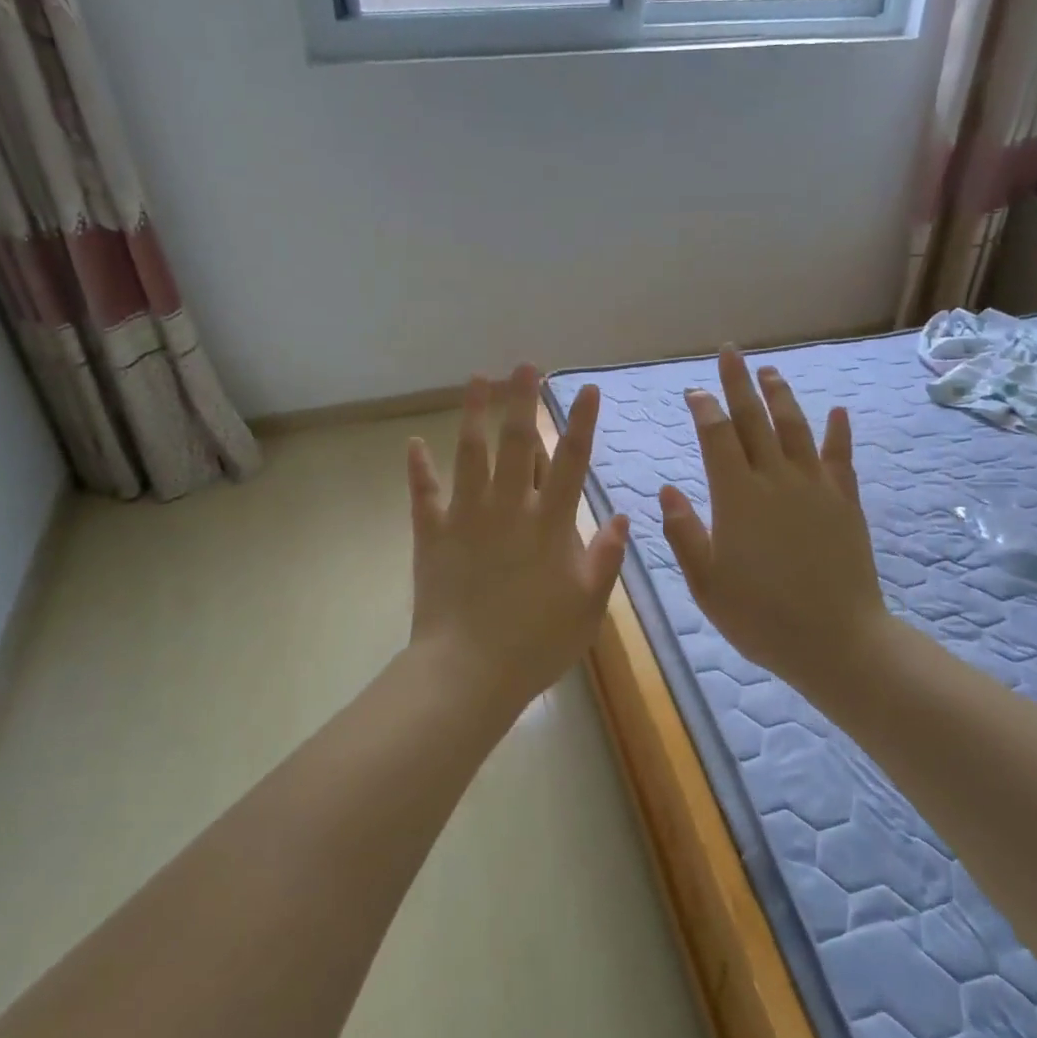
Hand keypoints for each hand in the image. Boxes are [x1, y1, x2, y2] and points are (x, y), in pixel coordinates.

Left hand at [406, 365, 629, 710]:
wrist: (469, 672)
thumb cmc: (537, 643)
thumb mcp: (589, 607)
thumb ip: (607, 558)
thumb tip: (623, 516)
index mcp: (551, 524)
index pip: (571, 461)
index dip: (581, 422)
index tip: (586, 389)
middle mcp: (509, 508)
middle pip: (517, 443)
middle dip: (523, 401)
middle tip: (524, 365)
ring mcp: (467, 517)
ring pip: (470, 454)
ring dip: (474, 414)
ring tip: (477, 380)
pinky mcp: (433, 534)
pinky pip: (424, 494)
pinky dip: (418, 468)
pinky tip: (413, 443)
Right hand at [659, 348, 892, 694]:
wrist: (836, 641)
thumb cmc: (761, 617)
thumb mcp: (706, 583)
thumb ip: (684, 533)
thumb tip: (667, 491)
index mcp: (736, 497)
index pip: (716, 437)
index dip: (704, 409)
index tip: (694, 391)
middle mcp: (776, 479)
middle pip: (755, 419)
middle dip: (739, 382)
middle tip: (730, 352)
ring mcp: (815, 487)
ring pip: (796, 427)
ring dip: (781, 395)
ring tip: (769, 370)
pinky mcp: (845, 501)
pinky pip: (840, 457)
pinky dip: (837, 432)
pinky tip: (837, 412)